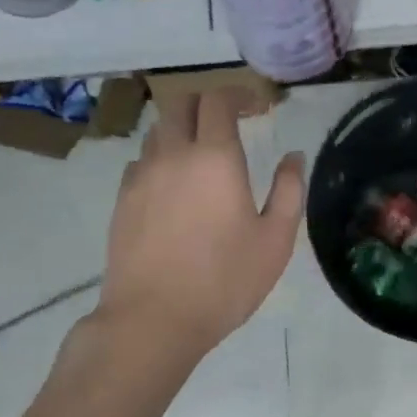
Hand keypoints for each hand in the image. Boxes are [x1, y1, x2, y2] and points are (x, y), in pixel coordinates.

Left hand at [97, 90, 303, 359]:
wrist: (152, 321)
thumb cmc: (223, 280)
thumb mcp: (275, 240)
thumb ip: (290, 191)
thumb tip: (294, 158)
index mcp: (215, 157)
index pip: (219, 100)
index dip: (239, 94)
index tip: (258, 107)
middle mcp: (174, 155)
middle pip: (181, 103)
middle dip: (207, 103)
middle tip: (230, 121)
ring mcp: (142, 176)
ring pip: (158, 130)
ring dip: (183, 129)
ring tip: (202, 153)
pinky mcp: (122, 200)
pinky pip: (141, 161)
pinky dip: (160, 158)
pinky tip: (173, 185)